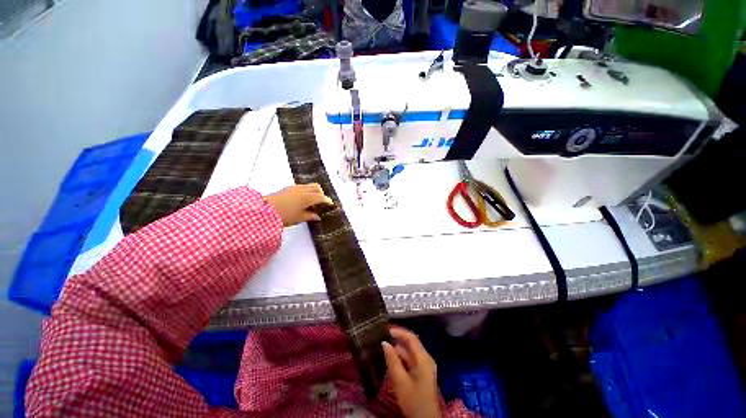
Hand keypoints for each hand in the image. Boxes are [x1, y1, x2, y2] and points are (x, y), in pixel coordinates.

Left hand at [265, 184, 333, 226]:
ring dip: (314, 192)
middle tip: (321, 202)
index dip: (327, 200)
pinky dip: (306, 191)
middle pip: (317, 187)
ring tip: (311, 202)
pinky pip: (302, 187)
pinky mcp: (288, 188)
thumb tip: (317, 216)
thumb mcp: (299, 218)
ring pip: (309, 186)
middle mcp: (303, 190)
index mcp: (307, 197)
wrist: (264, 210)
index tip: (331, 204)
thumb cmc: (284, 215)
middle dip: (321, 193)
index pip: (321, 197)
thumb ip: (310, 216)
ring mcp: (295, 187)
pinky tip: (303, 200)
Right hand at [382, 327, 440, 417]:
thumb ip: (392, 360)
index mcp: (423, 358)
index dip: (399, 332)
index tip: (386, 330)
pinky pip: (410, 360)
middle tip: (383, 337)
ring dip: (398, 349)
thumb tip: (384, 343)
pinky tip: (391, 360)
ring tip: (384, 347)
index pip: (412, 338)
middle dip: (398, 339)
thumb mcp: (400, 381)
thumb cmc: (413, 400)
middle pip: (411, 344)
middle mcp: (425, 359)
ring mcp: (425, 367)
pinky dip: (401, 358)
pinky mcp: (422, 374)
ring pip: (410, 353)